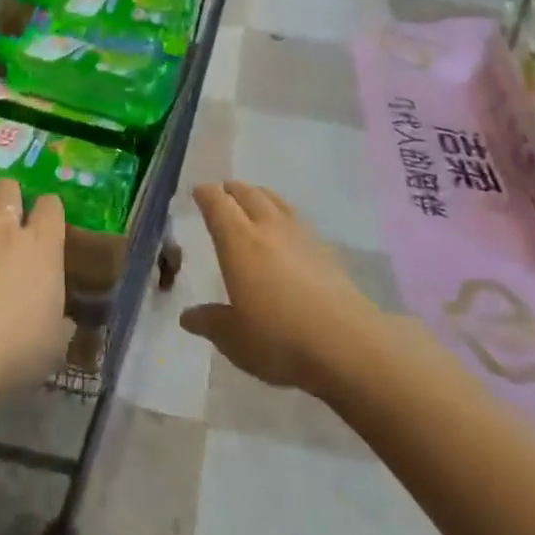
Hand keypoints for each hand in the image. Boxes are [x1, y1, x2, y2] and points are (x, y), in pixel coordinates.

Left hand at [0, 179, 70, 424]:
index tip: (47, 217)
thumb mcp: (54, 345)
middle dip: (9, 192)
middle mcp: (5, 230)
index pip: (51, 207)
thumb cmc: (16, 349)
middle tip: (8, 203)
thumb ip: (59, 326)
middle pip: (8, 190)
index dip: (49, 207)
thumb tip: (63, 324)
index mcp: (42, 247)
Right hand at [180, 182, 381, 396]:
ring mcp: (302, 238)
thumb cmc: (279, 338)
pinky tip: (288, 232)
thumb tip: (187, 317)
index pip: (218, 205)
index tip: (198, 191)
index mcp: (239, 242)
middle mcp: (269, 230)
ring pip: (278, 203)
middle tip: (224, 190)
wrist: (347, 345)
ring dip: (261, 196)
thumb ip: (210, 322)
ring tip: (255, 199)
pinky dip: (285, 216)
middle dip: (234, 189)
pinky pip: (299, 221)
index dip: (206, 195)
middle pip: (250, 195)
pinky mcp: (327, 252)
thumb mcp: (234, 338)